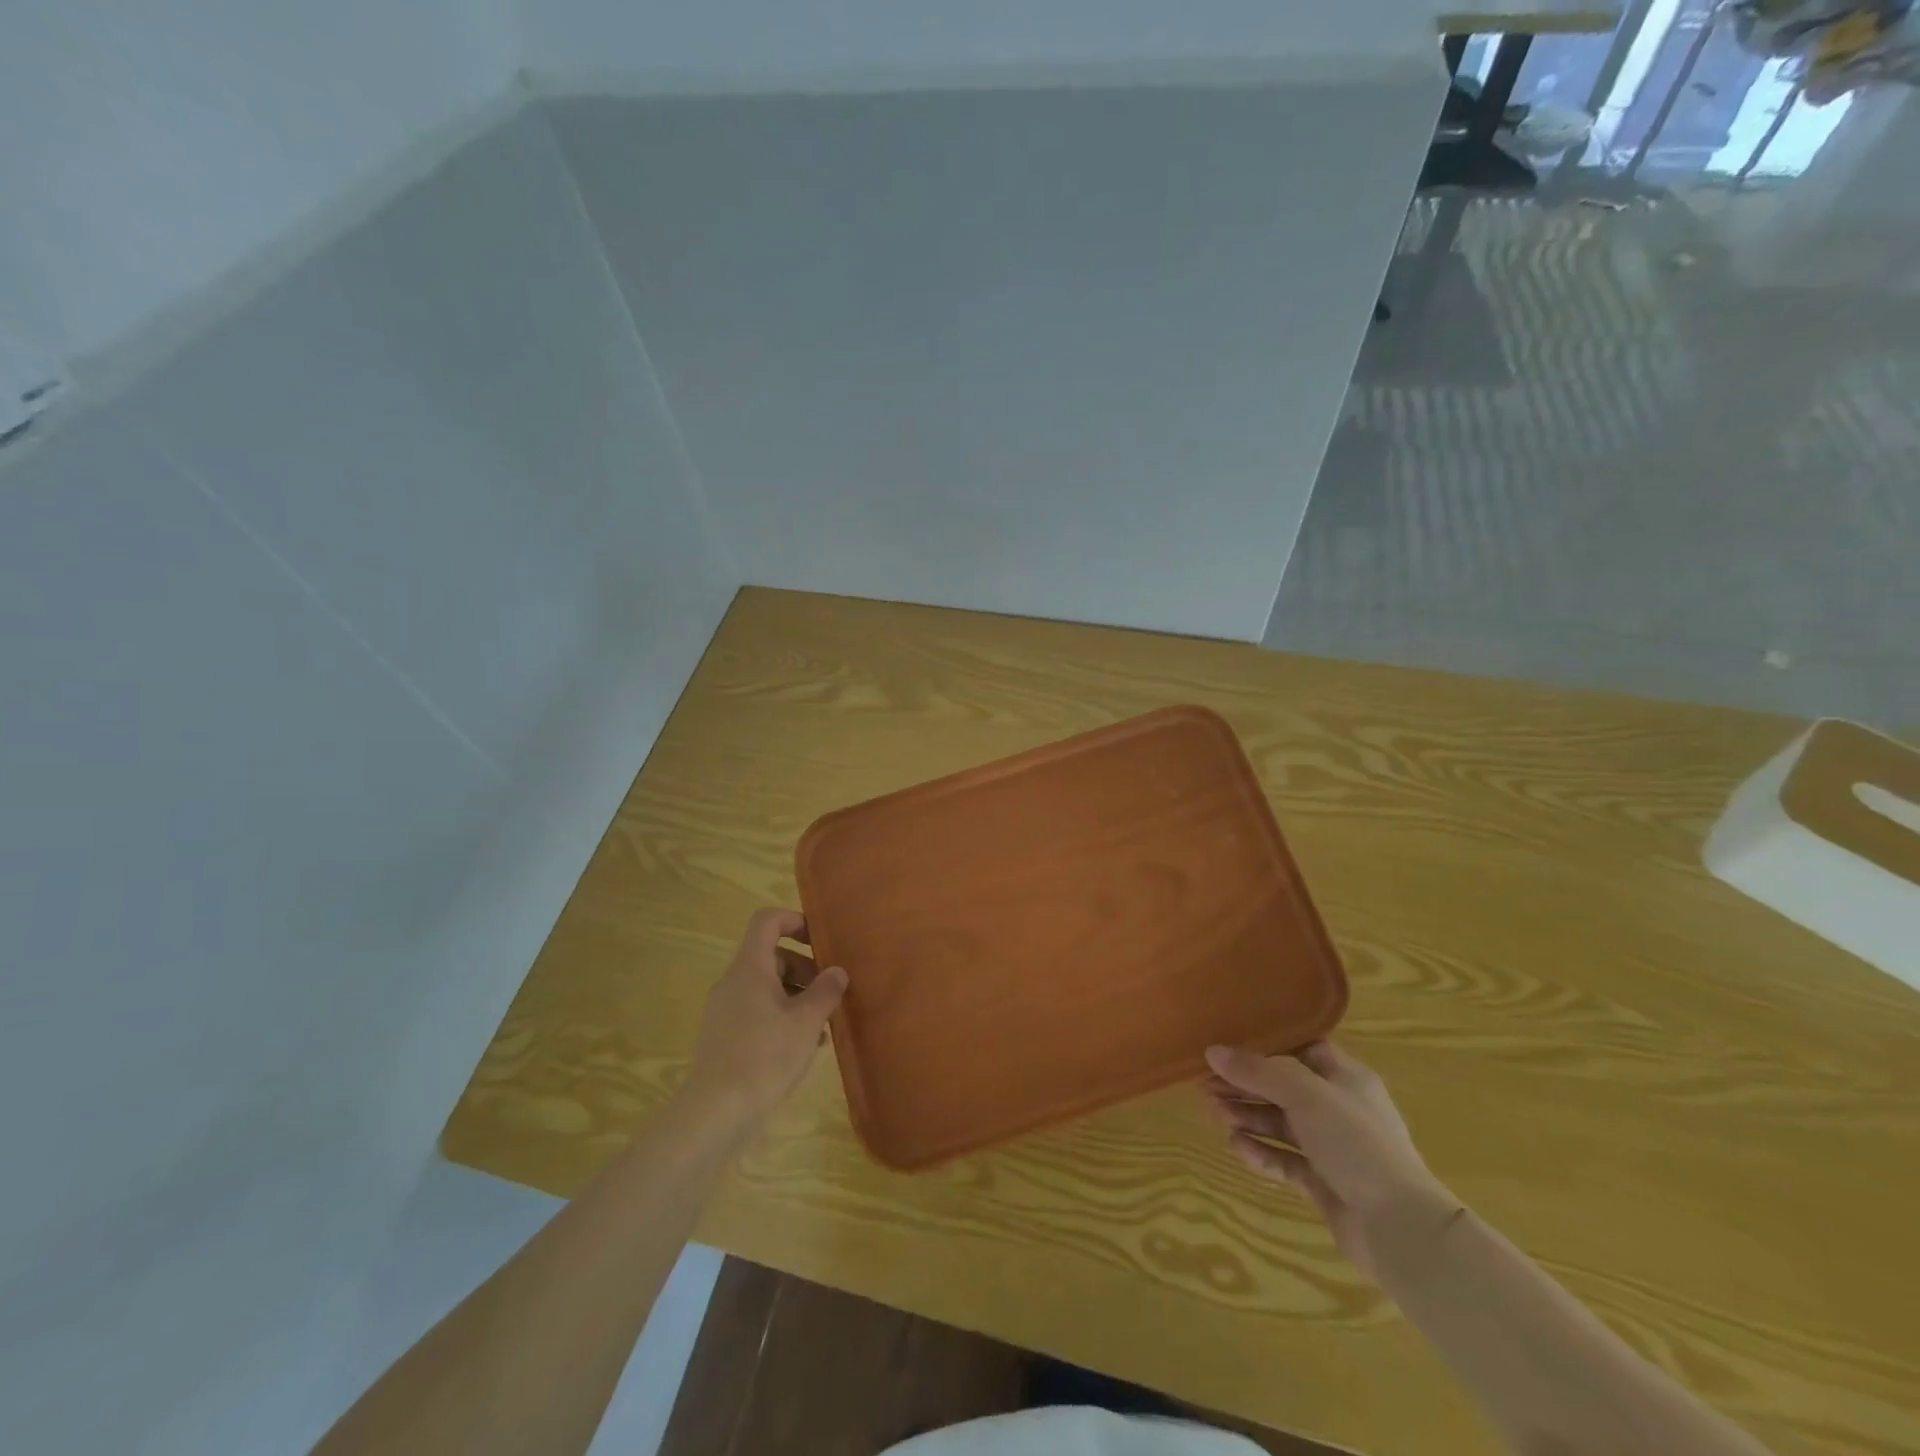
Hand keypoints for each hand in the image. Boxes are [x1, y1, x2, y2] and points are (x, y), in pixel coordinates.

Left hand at [683, 909, 846, 1135]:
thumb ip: (825, 991)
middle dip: (804, 968)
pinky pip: (757, 1012)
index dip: (795, 921)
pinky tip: (804, 1045)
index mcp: (750, 968)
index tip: (821, 941)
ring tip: (823, 1023)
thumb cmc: (764, 1057)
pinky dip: (781, 1017)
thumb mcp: (806, 1022)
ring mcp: (725, 1010)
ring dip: (797, 996)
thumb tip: (837, 971)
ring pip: (766, 987)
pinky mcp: (724, 1037)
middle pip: (771, 956)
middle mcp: (733, 982)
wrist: (715, 1113)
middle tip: (831, 991)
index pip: (767, 921)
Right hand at [1203, 1041, 1461, 1281]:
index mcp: (1345, 1078)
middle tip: (1206, 1085)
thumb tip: (1213, 1051)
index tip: (1228, 1044)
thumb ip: (1258, 1072)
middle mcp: (1338, 1108)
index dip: (1266, 1045)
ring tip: (1216, 1115)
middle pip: (1283, 1088)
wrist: (1399, 1228)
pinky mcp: (1324, 1182)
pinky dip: (1262, 1153)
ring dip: (1248, 1117)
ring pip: (1280, 1124)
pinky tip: (1238, 1148)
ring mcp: (1332, 1148)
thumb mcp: (1305, 1095)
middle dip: (1246, 1086)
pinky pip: (1285, 1160)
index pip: (1301, 1049)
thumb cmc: (1356, 1143)